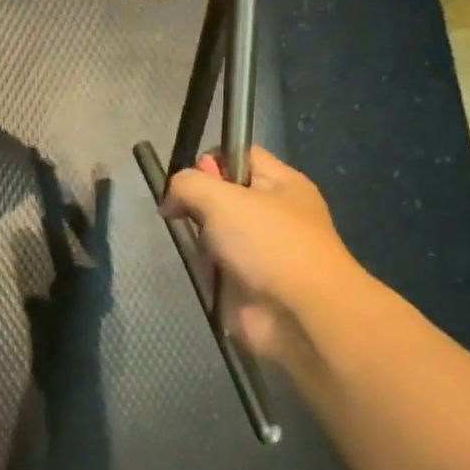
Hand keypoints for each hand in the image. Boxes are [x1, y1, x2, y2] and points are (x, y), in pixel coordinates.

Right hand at [160, 147, 366, 363]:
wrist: (299, 314)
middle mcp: (273, 212)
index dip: (210, 160)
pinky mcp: (247, 280)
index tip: (189, 181)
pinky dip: (204, 267)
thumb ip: (188, 185)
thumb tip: (171, 199)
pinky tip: (203, 271)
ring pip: (215, 230)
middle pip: (223, 193)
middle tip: (184, 213)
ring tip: (196, 246)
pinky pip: (216, 263)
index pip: (240, 154)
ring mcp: (261, 249)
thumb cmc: (268, 244)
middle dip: (198, 201)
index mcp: (281, 183)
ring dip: (199, 237)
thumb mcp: (222, 198)